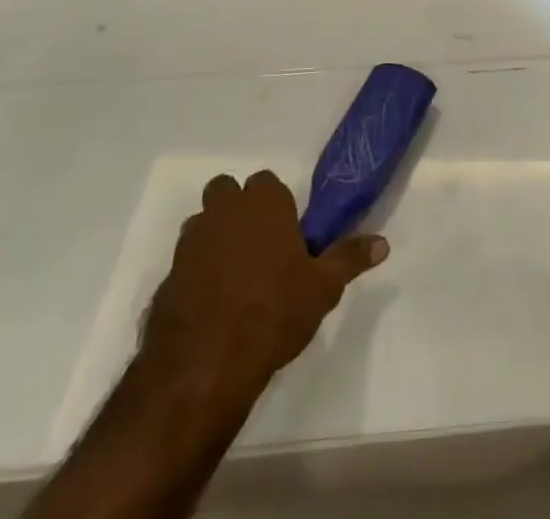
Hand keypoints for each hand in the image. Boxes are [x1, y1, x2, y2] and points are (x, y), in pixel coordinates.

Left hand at [135, 171, 386, 414]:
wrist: (204, 366)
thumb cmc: (273, 313)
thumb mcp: (322, 288)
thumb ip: (350, 258)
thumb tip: (384, 243)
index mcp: (263, 203)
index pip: (267, 182)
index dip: (276, 206)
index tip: (286, 235)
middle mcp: (223, 211)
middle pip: (226, 193)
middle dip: (237, 211)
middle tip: (258, 249)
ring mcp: (189, 244)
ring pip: (201, 226)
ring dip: (213, 241)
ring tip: (234, 280)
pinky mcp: (165, 279)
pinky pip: (183, 266)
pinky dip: (194, 278)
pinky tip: (210, 310)